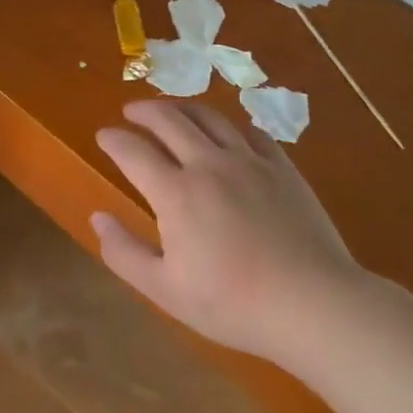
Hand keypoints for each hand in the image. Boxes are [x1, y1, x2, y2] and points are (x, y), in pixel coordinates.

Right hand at [92, 101, 368, 367]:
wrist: (314, 305)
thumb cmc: (233, 303)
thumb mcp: (165, 289)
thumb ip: (124, 252)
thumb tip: (98, 217)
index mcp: (175, 192)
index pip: (133, 151)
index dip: (113, 139)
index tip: (103, 135)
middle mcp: (208, 164)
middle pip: (168, 119)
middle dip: (143, 111)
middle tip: (130, 111)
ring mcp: (249, 161)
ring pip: (209, 117)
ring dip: (182, 107)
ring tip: (171, 110)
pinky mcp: (282, 167)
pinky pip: (250, 131)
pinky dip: (229, 124)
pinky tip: (226, 131)